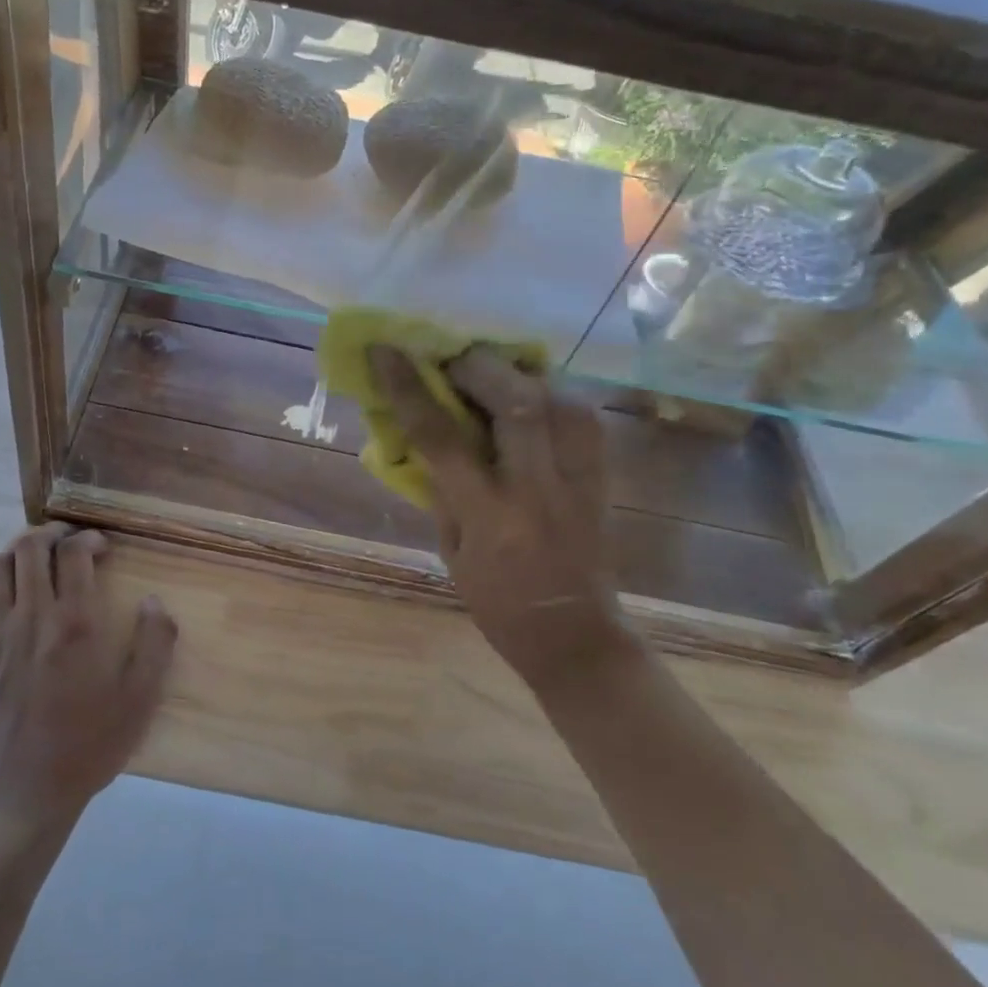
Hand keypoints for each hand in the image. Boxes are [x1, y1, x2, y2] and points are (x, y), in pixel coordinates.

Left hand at [0, 524, 177, 837]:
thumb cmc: (87, 745)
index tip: (101, 547)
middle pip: (30, 550)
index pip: (74, 555)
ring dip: (15, 548)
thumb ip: (154, 644)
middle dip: (49, 534)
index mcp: (75, 624)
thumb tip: (154, 601)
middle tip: (66, 540)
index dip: (88, 539)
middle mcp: (33, 618)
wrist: (23, 793)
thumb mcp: (139, 700)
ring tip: (31, 550)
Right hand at [371, 346, 620, 686]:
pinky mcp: (602, 475)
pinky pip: (580, 414)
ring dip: (518, 374)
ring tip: (490, 373)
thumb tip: (420, 428)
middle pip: (517, 403)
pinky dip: (550, 393)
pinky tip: (530, 395)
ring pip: (558, 399)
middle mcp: (538, 490)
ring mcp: (579, 480)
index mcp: (490, 517)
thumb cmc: (497, 602)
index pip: (442, 438)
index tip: (385, 350)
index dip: (409, 388)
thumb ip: (440, 486)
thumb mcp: (451, 549)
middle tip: (451, 362)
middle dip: (477, 367)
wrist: (576, 636)